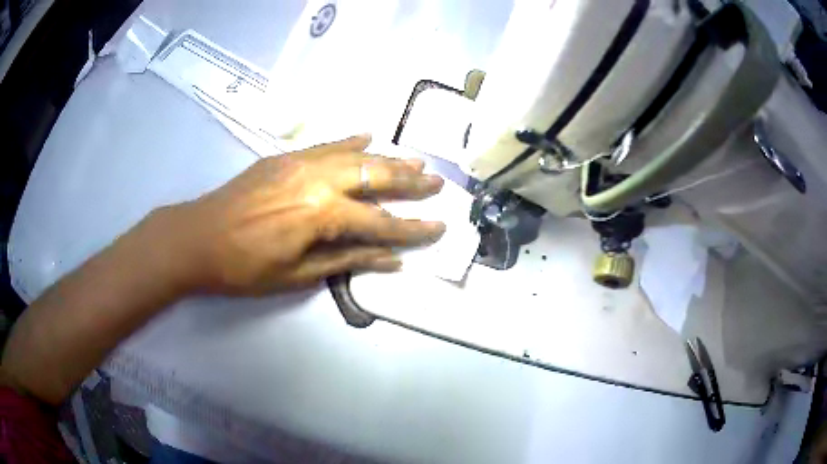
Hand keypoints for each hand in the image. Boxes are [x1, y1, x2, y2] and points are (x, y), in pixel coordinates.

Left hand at [161, 135, 445, 295]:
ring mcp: (300, 162)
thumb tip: (391, 260)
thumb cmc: (244, 268)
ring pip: (355, 156)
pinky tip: (367, 136)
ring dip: (387, 158)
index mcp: (322, 214)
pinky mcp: (284, 157)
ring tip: (415, 160)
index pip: (380, 222)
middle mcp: (318, 180)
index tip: (439, 227)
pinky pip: (325, 144)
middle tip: (437, 181)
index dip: (412, 228)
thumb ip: (347, 261)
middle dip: (410, 181)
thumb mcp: (297, 275)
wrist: (196, 237)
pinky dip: (349, 141)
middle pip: (374, 177)